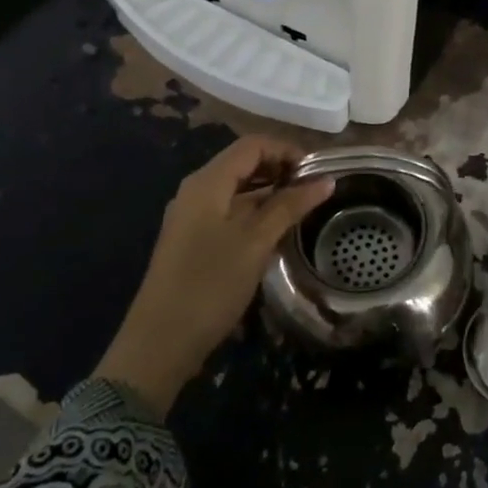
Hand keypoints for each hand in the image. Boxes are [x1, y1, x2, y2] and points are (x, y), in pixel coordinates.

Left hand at [96, 137, 333, 413]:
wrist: (160, 342)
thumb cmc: (210, 285)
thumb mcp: (256, 243)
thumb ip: (290, 206)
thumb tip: (326, 180)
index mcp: (207, 181)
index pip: (252, 145)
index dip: (287, 150)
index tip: (318, 171)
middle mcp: (196, 190)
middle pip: (244, 162)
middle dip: (280, 169)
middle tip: (315, 189)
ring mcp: (192, 215)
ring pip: (237, 188)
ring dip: (270, 191)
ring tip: (303, 208)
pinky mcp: (193, 238)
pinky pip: (229, 209)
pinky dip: (255, 210)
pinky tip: (277, 229)